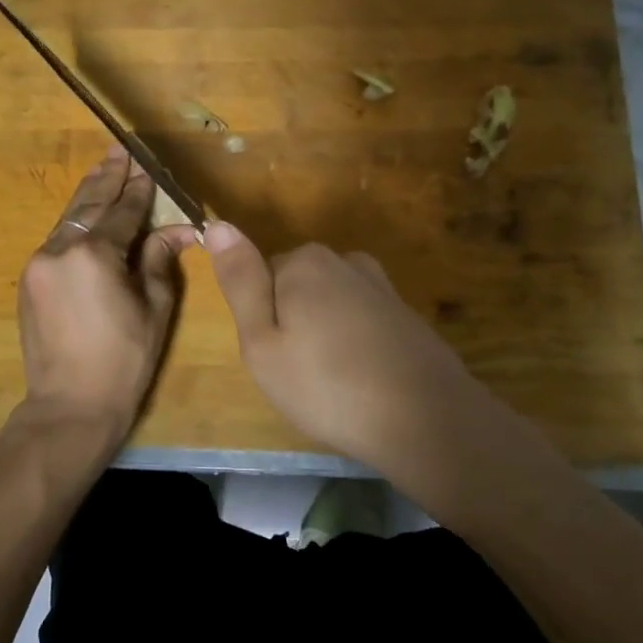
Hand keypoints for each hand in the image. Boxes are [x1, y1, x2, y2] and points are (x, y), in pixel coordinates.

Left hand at [15, 146, 197, 444]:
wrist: (69, 406)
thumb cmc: (123, 360)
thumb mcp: (154, 309)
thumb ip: (159, 260)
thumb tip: (177, 231)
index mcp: (95, 255)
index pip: (123, 211)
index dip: (139, 189)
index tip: (148, 165)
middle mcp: (60, 249)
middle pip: (89, 203)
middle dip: (108, 176)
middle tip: (120, 149)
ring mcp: (39, 263)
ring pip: (69, 219)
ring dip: (89, 194)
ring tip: (105, 168)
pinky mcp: (30, 280)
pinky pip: (57, 240)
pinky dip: (76, 222)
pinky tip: (88, 213)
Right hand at [203, 223, 522, 480]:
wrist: (426, 419)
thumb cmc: (327, 385)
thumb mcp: (262, 342)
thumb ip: (241, 281)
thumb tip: (216, 224)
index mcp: (304, 262)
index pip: (261, 277)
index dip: (262, 321)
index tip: (276, 357)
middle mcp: (344, 260)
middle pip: (297, 286)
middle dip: (293, 323)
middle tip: (300, 374)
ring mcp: (380, 285)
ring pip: (329, 304)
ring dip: (325, 333)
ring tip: (333, 381)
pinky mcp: (405, 312)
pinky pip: (361, 320)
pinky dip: (356, 343)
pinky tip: (364, 378)